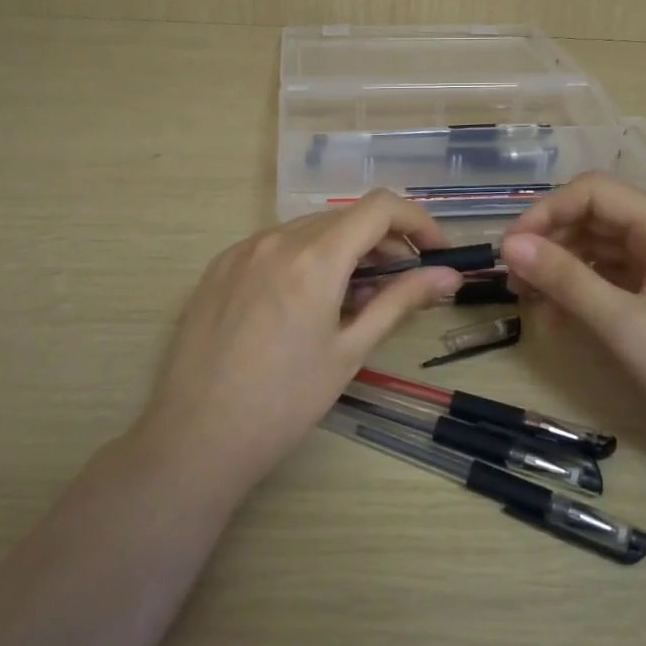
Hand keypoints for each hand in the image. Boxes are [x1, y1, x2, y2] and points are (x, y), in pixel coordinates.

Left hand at [136, 192, 463, 499]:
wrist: (196, 437)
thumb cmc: (284, 402)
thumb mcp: (350, 351)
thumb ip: (400, 302)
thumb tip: (449, 276)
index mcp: (314, 258)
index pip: (380, 207)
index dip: (417, 221)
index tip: (435, 252)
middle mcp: (276, 239)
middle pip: (345, 217)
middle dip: (383, 241)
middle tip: (401, 284)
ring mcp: (241, 250)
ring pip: (309, 229)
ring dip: (344, 250)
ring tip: (353, 298)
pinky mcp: (218, 266)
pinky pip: (274, 245)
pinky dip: (305, 258)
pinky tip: (305, 302)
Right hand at [501, 174, 645, 459]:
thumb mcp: (622, 323)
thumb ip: (565, 279)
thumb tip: (509, 245)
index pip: (593, 191)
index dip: (546, 211)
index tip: (511, 248)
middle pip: (593, 217)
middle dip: (549, 241)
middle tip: (513, 280)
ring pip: (597, 248)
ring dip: (560, 266)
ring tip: (527, 299)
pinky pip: (609, 276)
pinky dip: (579, 288)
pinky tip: (556, 313)